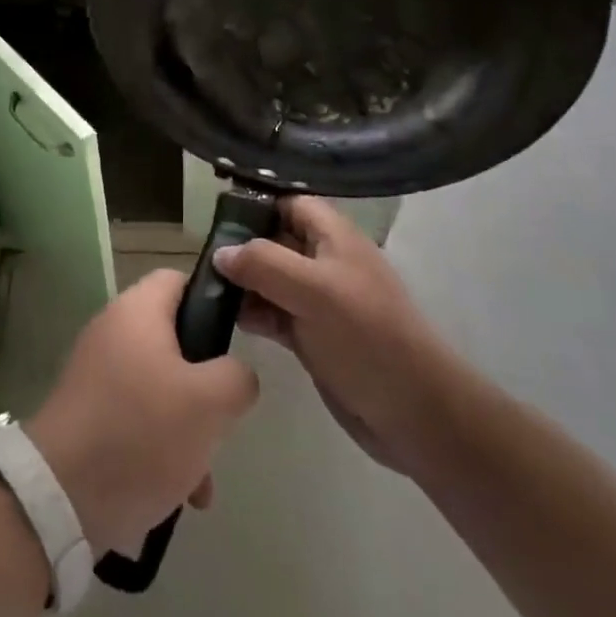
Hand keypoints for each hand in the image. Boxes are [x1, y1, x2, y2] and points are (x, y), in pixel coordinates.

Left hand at [26, 270, 259, 556]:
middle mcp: (113, 332)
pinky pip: (135, 420)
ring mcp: (96, 375)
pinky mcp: (87, 415)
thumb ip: (236, 377)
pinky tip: (176, 495)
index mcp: (137, 311)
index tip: (236, 338)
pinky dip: (159, 449)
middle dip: (205, 385)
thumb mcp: (209, 403)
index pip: (179, 279)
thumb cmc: (140, 432)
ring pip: (159, 388)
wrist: (59, 498)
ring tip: (202, 480)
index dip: (211, 300)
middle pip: (175, 341)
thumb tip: (236, 374)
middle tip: (222, 418)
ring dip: (187, 429)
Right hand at [213, 196, 446, 475]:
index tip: (217, 217)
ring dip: (242, 282)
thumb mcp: (314, 291)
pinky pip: (275, 313)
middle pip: (276, 240)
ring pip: (272, 278)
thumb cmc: (366, 337)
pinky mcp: (313, 336)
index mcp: (335, 237)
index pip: (290, 204)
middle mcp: (326, 262)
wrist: (414, 413)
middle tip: (201, 257)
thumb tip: (221, 252)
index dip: (257, 205)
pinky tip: (225, 319)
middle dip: (242, 246)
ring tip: (205, 289)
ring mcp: (320, 301)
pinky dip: (252, 313)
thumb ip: (264, 264)